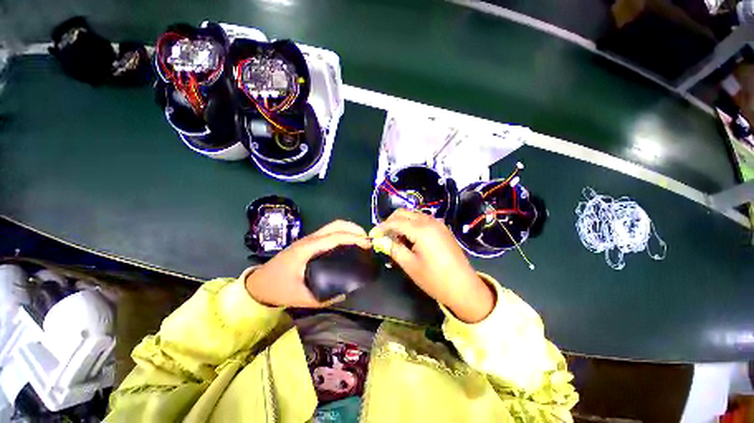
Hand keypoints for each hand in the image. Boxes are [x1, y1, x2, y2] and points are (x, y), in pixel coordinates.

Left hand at [244, 220, 370, 307]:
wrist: (259, 283)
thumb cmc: (278, 288)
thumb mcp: (301, 298)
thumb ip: (325, 297)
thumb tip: (346, 292)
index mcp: (308, 249)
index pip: (335, 237)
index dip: (354, 238)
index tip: (368, 245)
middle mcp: (310, 239)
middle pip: (336, 225)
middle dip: (354, 229)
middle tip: (367, 241)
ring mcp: (309, 238)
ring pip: (333, 226)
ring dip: (349, 229)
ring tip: (361, 241)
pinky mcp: (309, 242)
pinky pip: (330, 231)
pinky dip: (343, 233)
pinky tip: (348, 244)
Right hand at [370, 209, 494, 322]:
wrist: (464, 287)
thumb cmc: (435, 279)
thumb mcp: (410, 265)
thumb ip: (393, 248)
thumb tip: (381, 240)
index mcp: (421, 229)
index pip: (395, 222)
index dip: (381, 227)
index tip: (372, 235)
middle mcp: (429, 221)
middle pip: (403, 213)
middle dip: (390, 222)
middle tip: (383, 237)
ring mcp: (437, 223)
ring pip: (412, 215)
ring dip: (401, 223)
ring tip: (396, 239)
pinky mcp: (442, 228)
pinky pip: (422, 220)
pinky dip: (411, 225)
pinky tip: (409, 239)